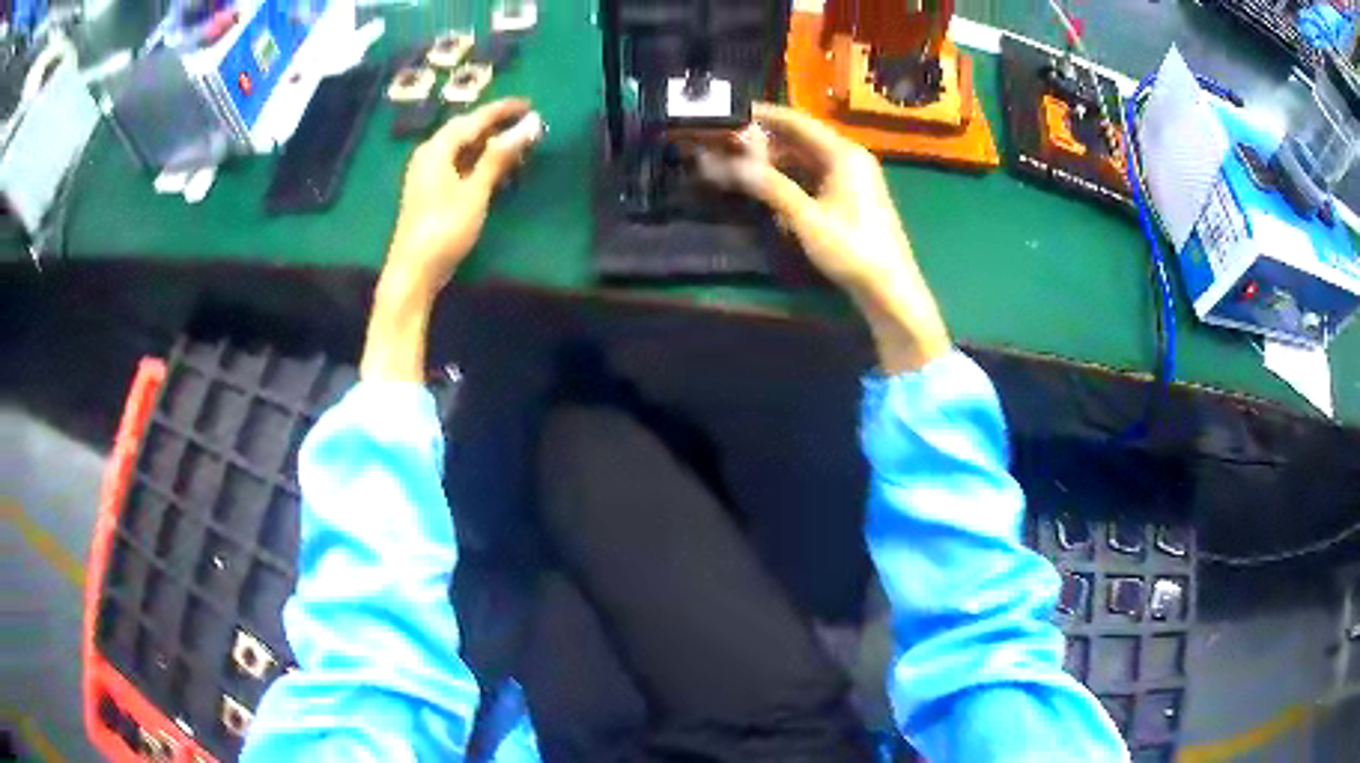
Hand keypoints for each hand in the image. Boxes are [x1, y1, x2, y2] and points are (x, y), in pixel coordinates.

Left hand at [383, 98, 543, 298]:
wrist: (413, 271)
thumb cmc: (444, 228)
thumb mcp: (475, 191)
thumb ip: (500, 156)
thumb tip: (529, 125)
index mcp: (437, 149)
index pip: (473, 120)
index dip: (501, 110)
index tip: (528, 104)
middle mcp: (429, 155)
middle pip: (465, 131)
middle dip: (495, 125)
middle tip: (525, 123)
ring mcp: (427, 174)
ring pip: (462, 149)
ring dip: (488, 145)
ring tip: (516, 146)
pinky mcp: (430, 192)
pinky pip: (458, 165)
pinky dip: (478, 162)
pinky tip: (495, 170)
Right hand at [696, 103, 951, 372]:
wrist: (890, 288)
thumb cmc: (852, 249)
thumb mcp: (806, 217)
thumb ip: (769, 186)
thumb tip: (727, 163)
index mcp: (843, 153)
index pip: (797, 121)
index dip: (763, 115)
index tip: (731, 112)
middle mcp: (849, 157)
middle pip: (801, 138)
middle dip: (765, 139)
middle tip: (727, 142)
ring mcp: (853, 177)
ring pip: (807, 158)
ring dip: (776, 159)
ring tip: (739, 162)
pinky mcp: (851, 196)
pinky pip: (815, 175)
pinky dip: (791, 176)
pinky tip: (769, 184)